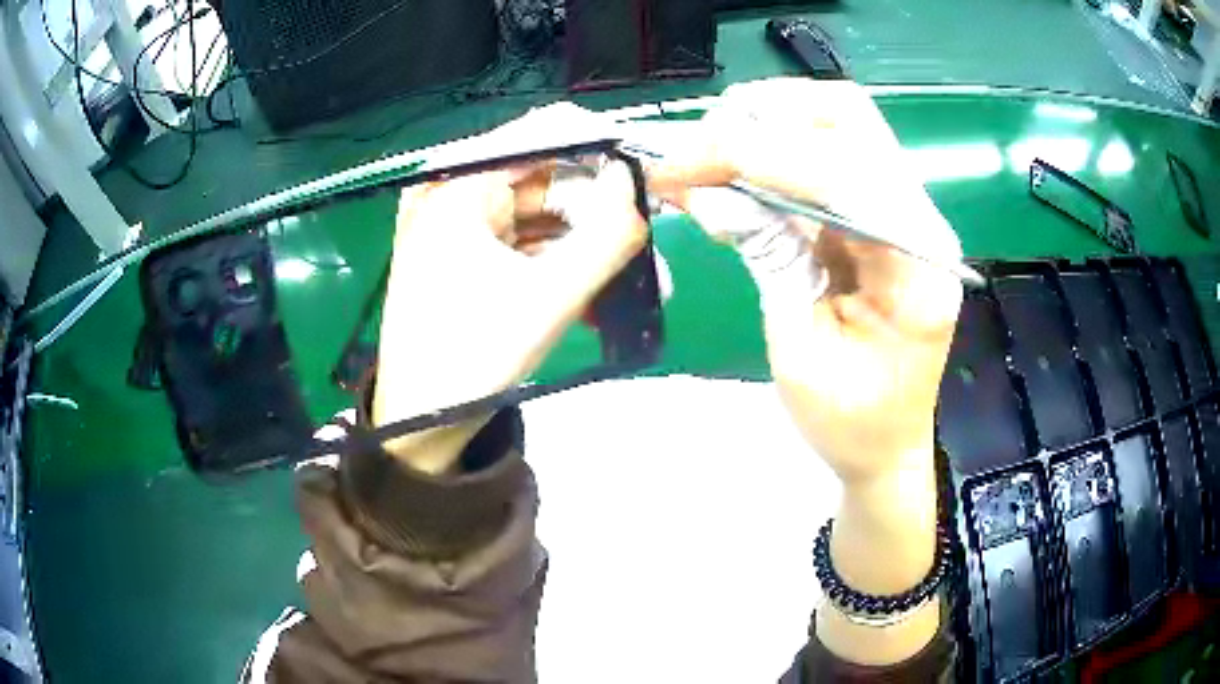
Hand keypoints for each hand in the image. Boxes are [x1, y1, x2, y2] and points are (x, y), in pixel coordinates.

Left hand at [373, 158, 647, 473]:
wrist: (420, 424)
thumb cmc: (474, 359)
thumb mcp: (551, 297)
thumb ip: (607, 234)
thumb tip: (634, 181)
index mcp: (458, 184)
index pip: (545, 132)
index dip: (603, 148)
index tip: (650, 179)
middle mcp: (452, 190)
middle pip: (547, 176)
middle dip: (600, 213)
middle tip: (650, 244)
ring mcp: (456, 223)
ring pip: (541, 213)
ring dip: (587, 246)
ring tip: (636, 281)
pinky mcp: (464, 253)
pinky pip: (524, 242)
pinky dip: (559, 264)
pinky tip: (596, 298)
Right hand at [650, 78, 961, 663]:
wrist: (887, 445)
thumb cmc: (850, 421)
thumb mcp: (800, 351)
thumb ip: (767, 258)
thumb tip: (707, 191)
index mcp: (916, 264)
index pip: (840, 173)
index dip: (756, 156)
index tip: (682, 163)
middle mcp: (920, 219)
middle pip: (849, 118)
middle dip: (765, 116)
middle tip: (697, 146)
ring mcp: (902, 209)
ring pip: (838, 121)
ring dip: (768, 121)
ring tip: (708, 150)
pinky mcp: (877, 213)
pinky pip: (826, 153)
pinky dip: (774, 145)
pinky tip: (731, 163)